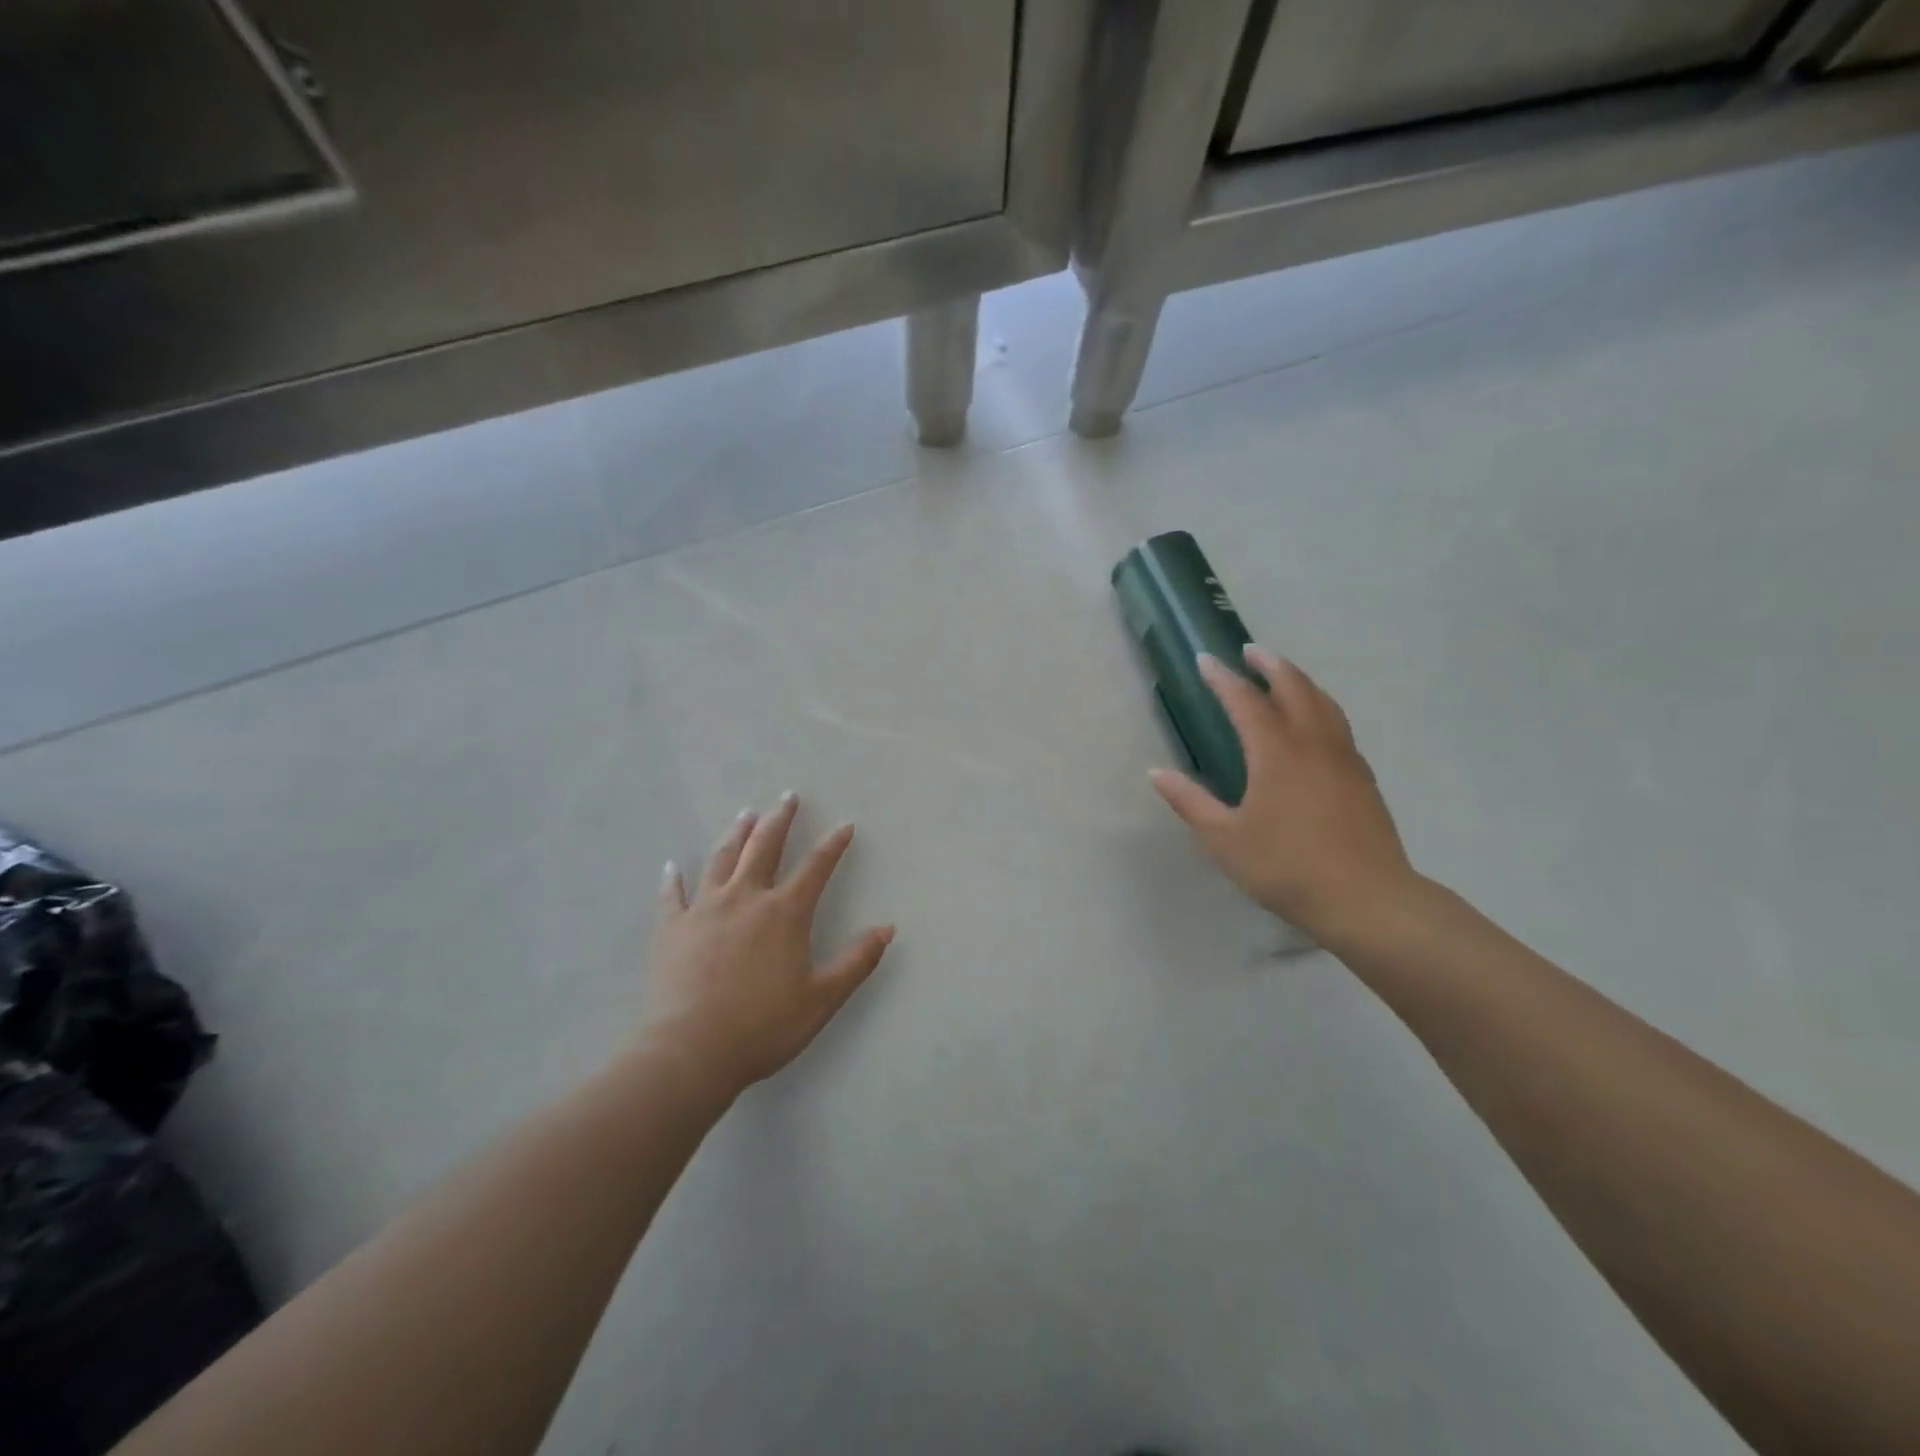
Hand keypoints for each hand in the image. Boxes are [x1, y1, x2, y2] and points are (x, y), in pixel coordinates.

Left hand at [641, 794, 893, 1095]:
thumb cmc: (763, 1026)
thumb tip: (888, 928)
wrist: (691, 1051)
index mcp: (785, 913)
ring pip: (722, 859)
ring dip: (736, 834)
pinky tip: (671, 865)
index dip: (834, 845)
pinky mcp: (672, 928)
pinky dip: (672, 879)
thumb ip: (857, 961)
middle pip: (764, 847)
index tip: (845, 825)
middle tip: (788, 797)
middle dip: (780, 819)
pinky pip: (672, 895)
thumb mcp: (822, 998)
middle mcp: (746, 898)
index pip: (816, 867)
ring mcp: (704, 909)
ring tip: (745, 814)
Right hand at [1150, 647, 1416, 943]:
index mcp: (1276, 754)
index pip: (1245, 702)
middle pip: (1294, 688)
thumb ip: (1190, 802)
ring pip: (1324, 703)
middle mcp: (1313, 744)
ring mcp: (1344, 759)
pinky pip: (1339, 725)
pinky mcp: (1363, 778)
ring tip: (1284, 675)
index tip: (1206, 660)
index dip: (1223, 679)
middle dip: (1270, 665)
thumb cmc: (1286, 868)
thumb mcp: (1225, 839)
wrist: (1366, 899)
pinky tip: (1315, 723)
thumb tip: (1156, 773)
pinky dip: (1320, 707)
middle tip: (1250, 651)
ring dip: (1300, 681)